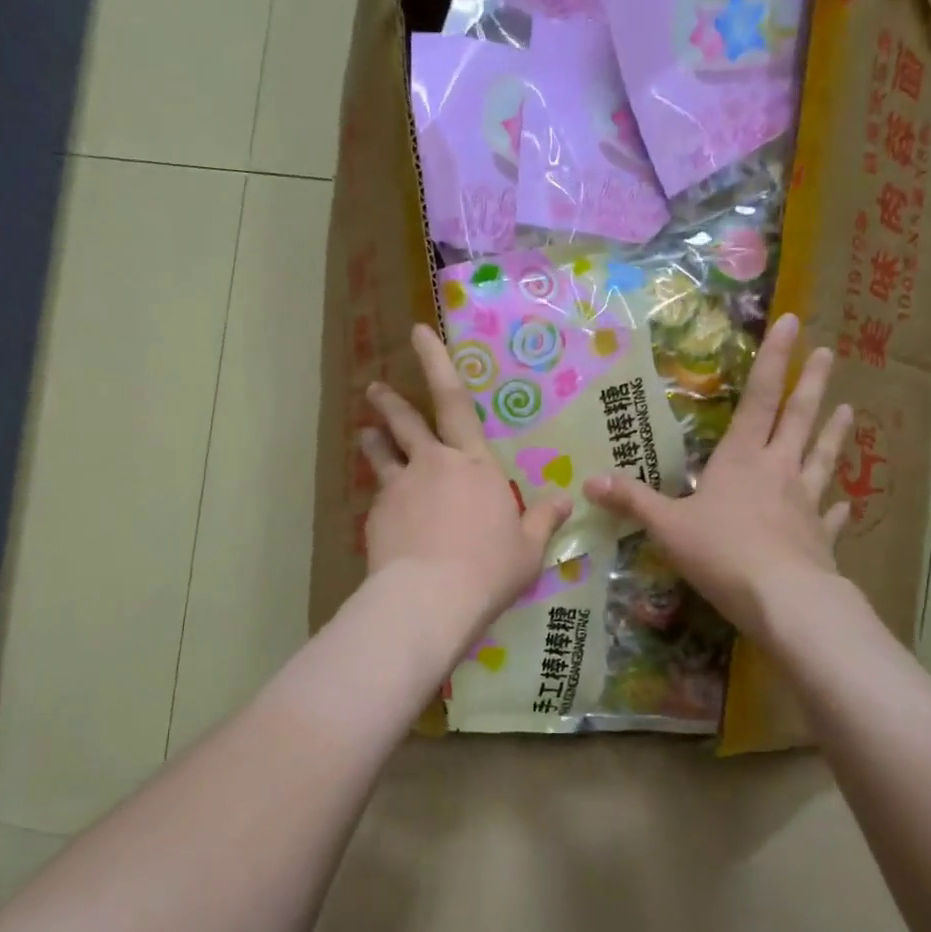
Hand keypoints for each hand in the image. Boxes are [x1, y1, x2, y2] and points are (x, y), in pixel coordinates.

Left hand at [361, 324, 571, 638]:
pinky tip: (382, 511)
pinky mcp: (377, 515)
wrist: (429, 598)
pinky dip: (380, 495)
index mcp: (474, 465)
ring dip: (374, 440)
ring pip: (382, 453)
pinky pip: (378, 496)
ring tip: (365, 433)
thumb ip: (544, 521)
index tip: (418, 333)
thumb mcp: (529, 549)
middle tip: (375, 388)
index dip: (436, 362)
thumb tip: (565, 501)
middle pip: (407, 422)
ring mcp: (400, 488)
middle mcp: (433, 465)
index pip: (455, 402)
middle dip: (391, 401)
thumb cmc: (489, 569)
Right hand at [584, 313, 853, 649]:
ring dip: (833, 433)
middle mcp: (778, 471)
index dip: (773, 360)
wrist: (782, 599)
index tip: (792, 322)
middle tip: (828, 353)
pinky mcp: (819, 538)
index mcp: (741, 461)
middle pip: (798, 419)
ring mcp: (804, 504)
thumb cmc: (721, 552)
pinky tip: (844, 502)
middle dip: (811, 384)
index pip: (758, 399)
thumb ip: (632, 502)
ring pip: (821, 458)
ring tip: (849, 409)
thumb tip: (588, 482)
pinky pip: (829, 516)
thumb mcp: (666, 526)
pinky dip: (836, 507)